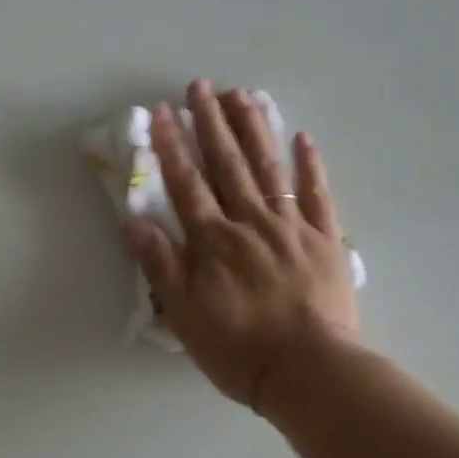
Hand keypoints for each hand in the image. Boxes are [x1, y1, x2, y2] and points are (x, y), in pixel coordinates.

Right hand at [126, 80, 360, 411]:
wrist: (310, 370)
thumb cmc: (240, 350)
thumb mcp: (186, 316)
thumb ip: (161, 265)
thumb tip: (132, 221)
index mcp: (214, 241)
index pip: (187, 184)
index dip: (172, 146)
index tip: (162, 111)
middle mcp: (250, 222)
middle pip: (228, 164)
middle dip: (211, 123)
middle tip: (201, 86)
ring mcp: (292, 227)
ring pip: (269, 168)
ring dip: (254, 129)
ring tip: (242, 95)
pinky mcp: (326, 239)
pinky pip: (318, 194)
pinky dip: (310, 165)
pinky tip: (302, 137)